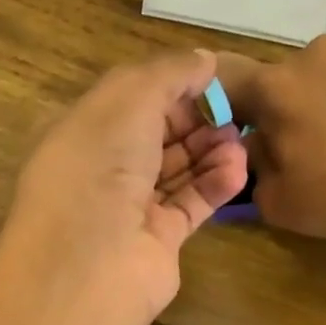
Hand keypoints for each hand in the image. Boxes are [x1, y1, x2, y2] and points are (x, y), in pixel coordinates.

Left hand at [0, 50, 247, 324]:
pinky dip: (215, 185)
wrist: (91, 264)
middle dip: (196, 120)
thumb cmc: (99, 168)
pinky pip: (190, 204)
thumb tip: (204, 60)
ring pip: (177, 170)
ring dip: (211, 151)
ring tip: (242, 141)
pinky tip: (239, 169)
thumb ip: (168, 74)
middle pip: (157, 135)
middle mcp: (103, 170)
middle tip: (235, 112)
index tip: (212, 78)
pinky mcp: (158, 240)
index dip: (170, 87)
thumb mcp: (128, 99)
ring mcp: (130, 208)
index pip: (131, 100)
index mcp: (83, 132)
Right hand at [217, 35, 325, 240]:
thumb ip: (252, 166)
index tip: (237, 135)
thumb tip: (257, 145)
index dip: (227, 110)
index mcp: (275, 85)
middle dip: (286, 109)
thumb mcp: (275, 202)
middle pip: (284, 80)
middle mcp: (315, 51)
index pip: (228, 84)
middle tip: (303, 148)